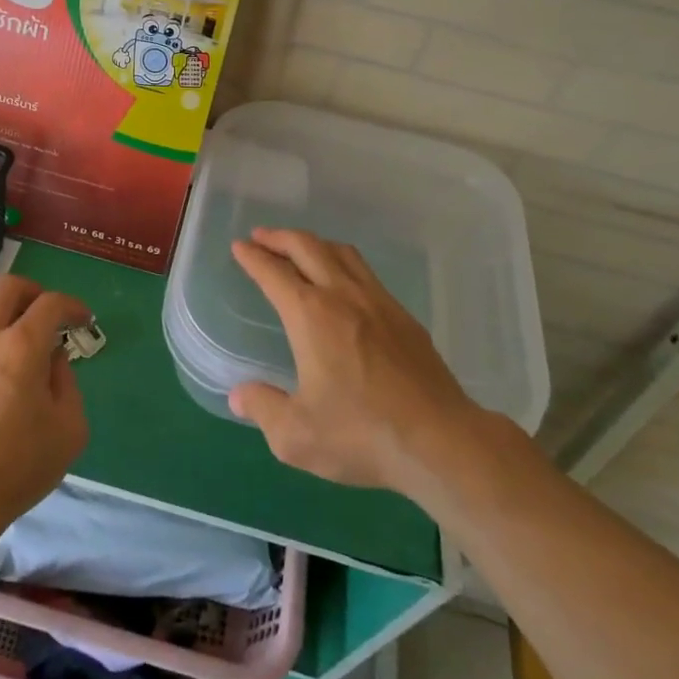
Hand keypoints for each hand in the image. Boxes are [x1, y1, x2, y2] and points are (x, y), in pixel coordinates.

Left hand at [0, 275, 90, 576]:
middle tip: (46, 314)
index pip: (51, 303)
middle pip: (7, 287)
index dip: (72, 306)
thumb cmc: (20, 467)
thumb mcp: (69, 428)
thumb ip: (66, 381)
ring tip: (9, 328)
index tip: (83, 321)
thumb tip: (52, 358)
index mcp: (23, 347)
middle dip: (34, 292)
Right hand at [229, 227, 478, 494]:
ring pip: (342, 253)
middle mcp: (343, 296)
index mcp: (310, 315)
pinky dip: (343, 263)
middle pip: (308, 247)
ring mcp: (379, 302)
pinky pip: (366, 273)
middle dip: (280, 237)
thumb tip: (239, 396)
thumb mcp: (296, 435)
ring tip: (300, 249)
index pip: (274, 273)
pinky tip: (343, 284)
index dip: (253, 256)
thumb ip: (263, 409)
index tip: (240, 246)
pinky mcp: (405, 318)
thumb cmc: (361, 434)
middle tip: (260, 237)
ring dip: (314, 243)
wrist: (440, 441)